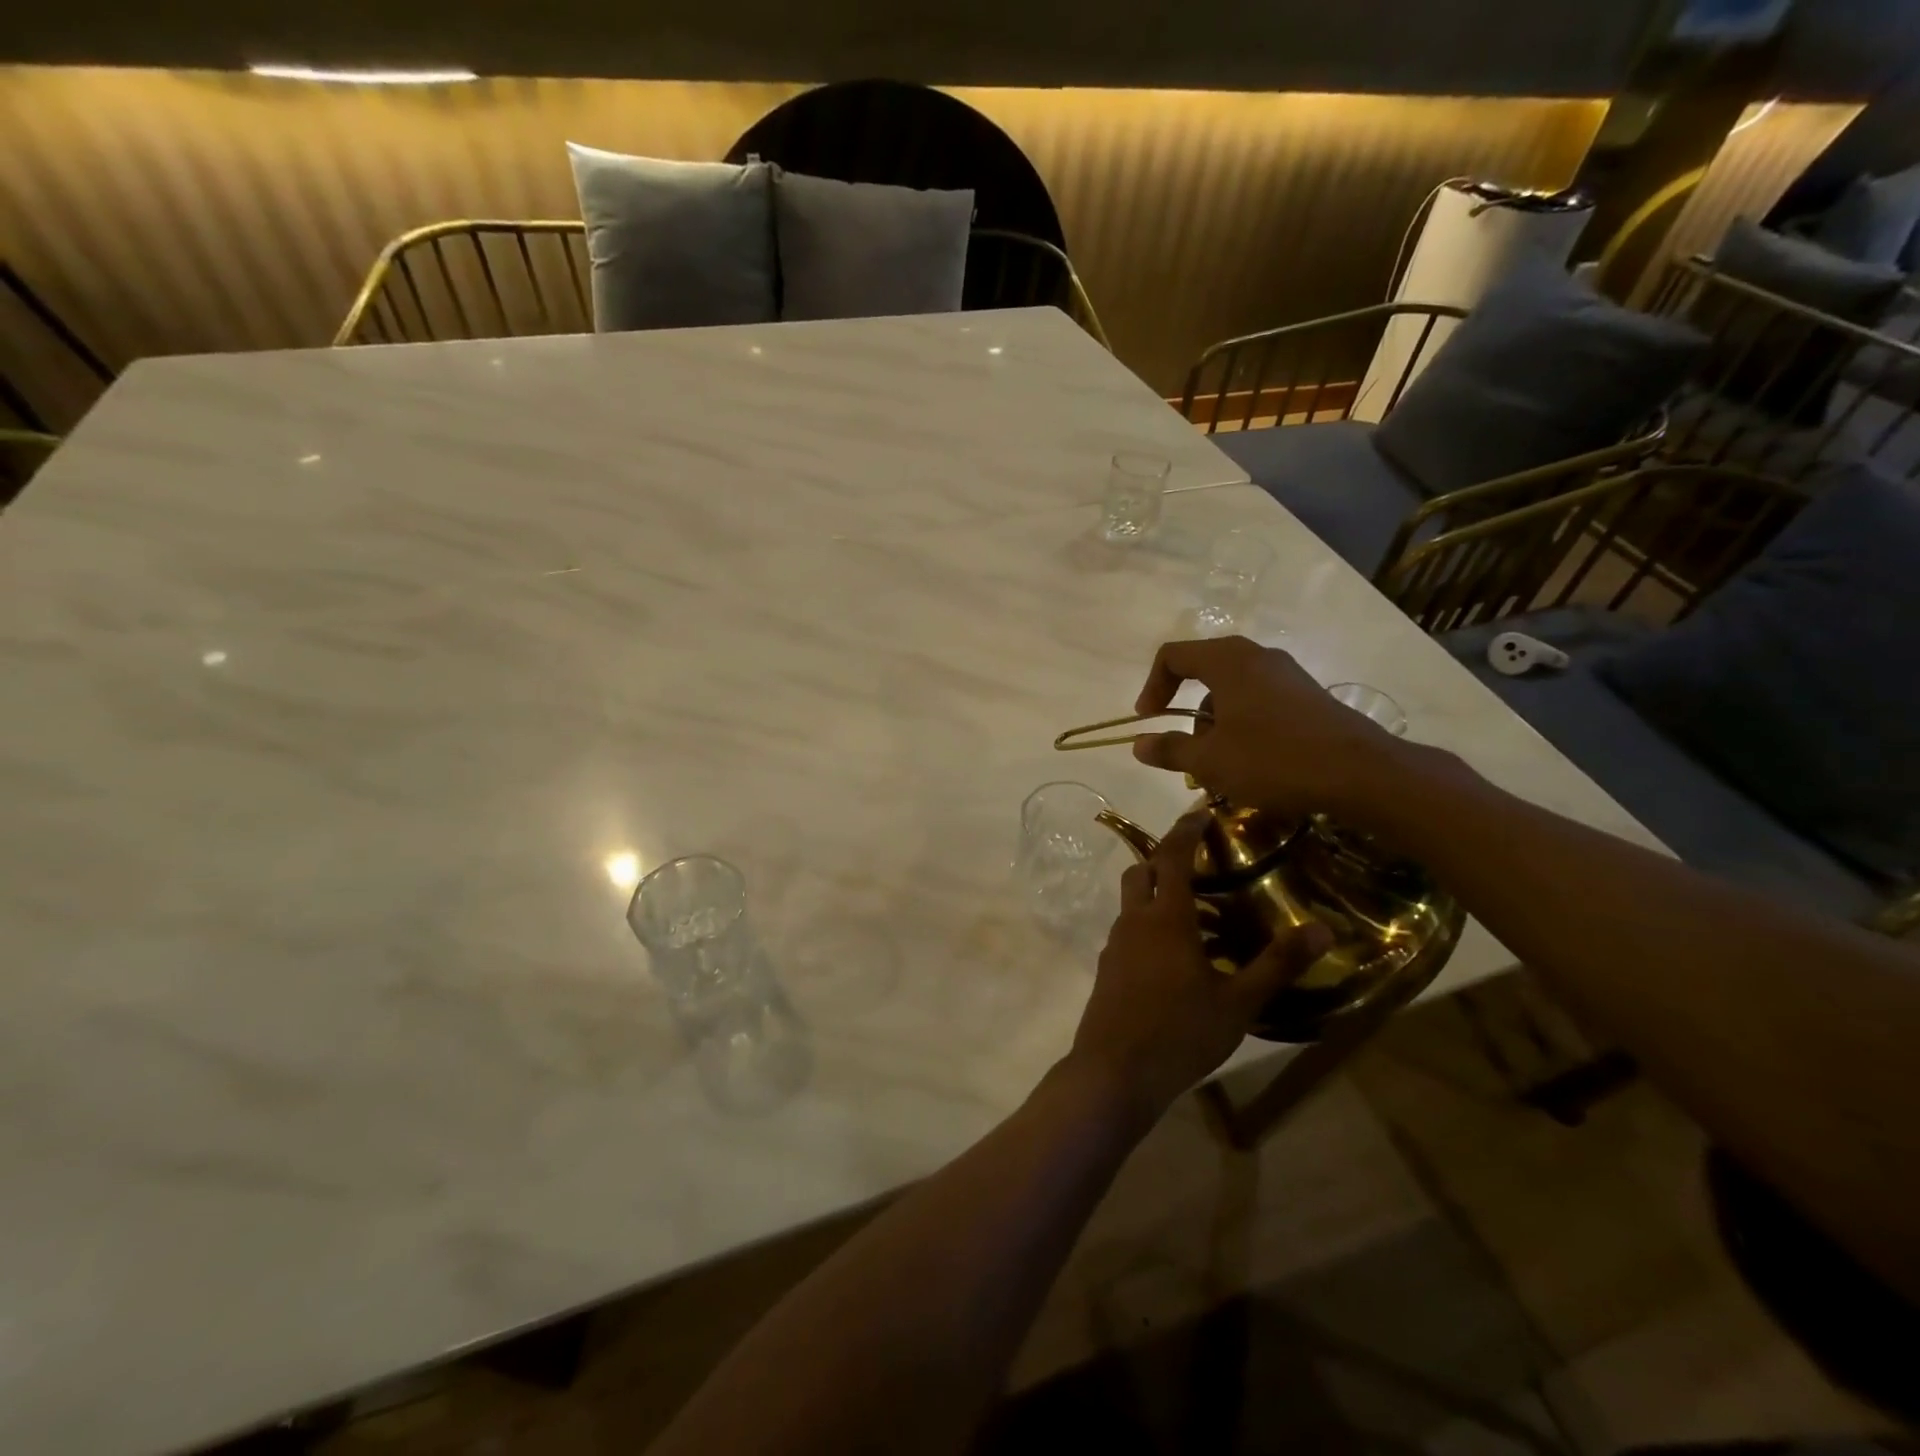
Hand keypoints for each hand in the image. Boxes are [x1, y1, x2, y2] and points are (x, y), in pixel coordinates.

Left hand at [1066, 815, 1333, 1124]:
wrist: (1114, 1073)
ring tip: (1199, 912)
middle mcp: (1134, 921)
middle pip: (1141, 871)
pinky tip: (1178, 956)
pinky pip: (1129, 931)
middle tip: (1200, 861)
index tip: (1200, 811)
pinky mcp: (1107, 969)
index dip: (1184, 829)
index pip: (1170, 855)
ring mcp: (1115, 945)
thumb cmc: (1179, 1033)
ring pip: (1133, 902)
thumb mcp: (1238, 1002)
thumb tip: (1321, 928)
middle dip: (1165, 857)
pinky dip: (1150, 925)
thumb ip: (1277, 963)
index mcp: (1165, 917)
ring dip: (1158, 894)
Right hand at [1130, 636, 1404, 821]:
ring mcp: (1287, 674)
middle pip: (1204, 669)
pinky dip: (1242, 722)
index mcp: (1228, 661)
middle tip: (1184, 745)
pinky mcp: (1308, 695)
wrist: (1360, 773)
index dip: (1152, 686)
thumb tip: (1138, 744)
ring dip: (1214, 720)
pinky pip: (1260, 699)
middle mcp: (1257, 656)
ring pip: (1233, 687)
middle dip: (1185, 708)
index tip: (1147, 720)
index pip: (1173, 656)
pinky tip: (1252, 760)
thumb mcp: (1210, 761)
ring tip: (1219, 762)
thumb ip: (1170, 749)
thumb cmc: (1273, 760)